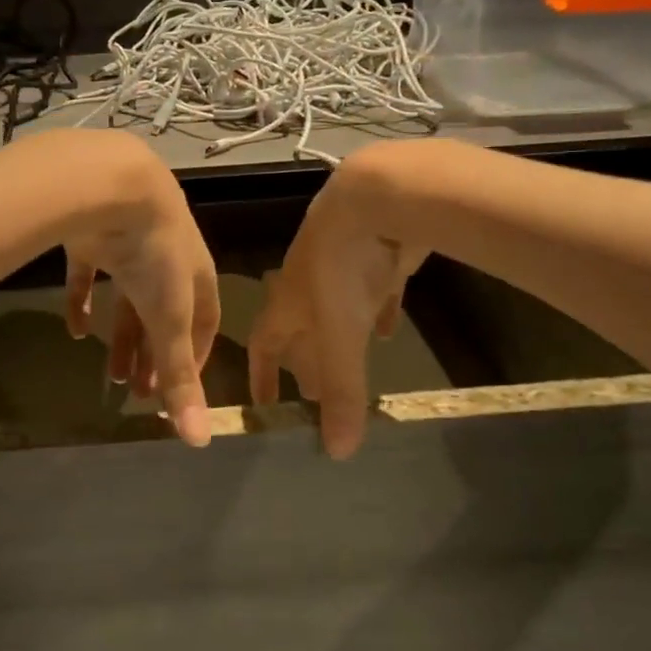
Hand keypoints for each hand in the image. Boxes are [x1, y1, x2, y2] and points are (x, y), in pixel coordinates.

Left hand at [60, 139, 220, 446]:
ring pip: (128, 301)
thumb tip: (199, 442)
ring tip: (113, 374)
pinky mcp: (93, 238)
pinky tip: (76, 329)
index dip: (194, 359)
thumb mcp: (170, 317)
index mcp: (196, 276)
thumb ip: (178, 376)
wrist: (110, 184)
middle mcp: (167, 260)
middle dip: (154, 356)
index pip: (204, 325)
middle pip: (163, 318)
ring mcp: (128, 247)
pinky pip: (90, 277)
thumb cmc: (154, 253)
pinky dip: (84, 303)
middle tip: (139, 393)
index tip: (178, 390)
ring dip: (123, 338)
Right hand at [249, 143, 430, 458]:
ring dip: (339, 337)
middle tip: (315, 392)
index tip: (264, 401)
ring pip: (335, 308)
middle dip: (305, 360)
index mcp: (288, 302)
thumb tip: (336, 454)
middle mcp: (308, 282)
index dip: (262, 374)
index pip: (265, 344)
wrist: (376, 196)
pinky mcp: (378, 250)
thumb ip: (343, 392)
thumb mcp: (341, 336)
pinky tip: (388, 326)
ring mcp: (343, 262)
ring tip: (349, 363)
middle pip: (300, 328)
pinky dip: (376, 310)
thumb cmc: (343, 267)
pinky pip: (373, 289)